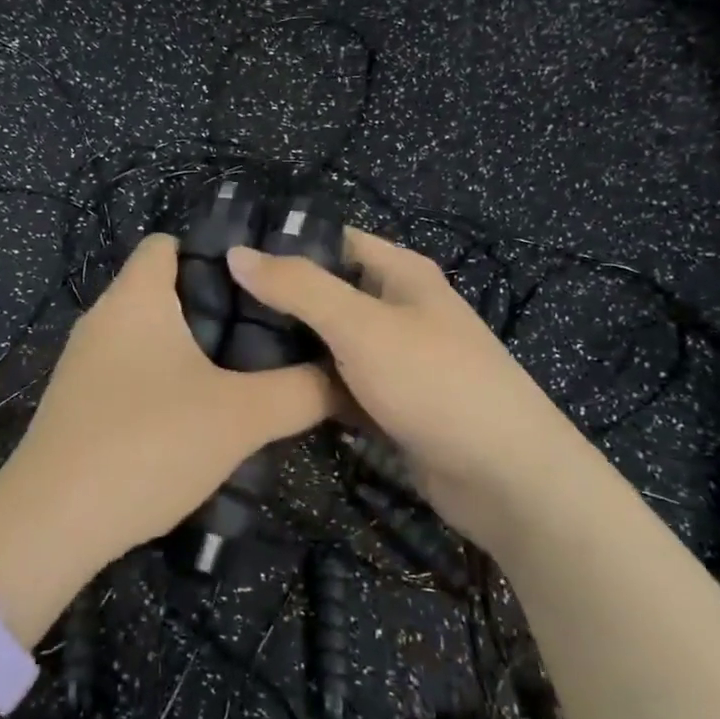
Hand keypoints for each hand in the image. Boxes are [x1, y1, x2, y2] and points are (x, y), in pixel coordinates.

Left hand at [0, 234, 338, 604]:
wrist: (52, 524)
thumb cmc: (148, 443)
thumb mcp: (240, 418)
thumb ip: (301, 392)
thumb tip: (346, 379)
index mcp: (136, 297)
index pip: (169, 242)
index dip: (216, 252)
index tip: (264, 282)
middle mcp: (104, 318)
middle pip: (164, 290)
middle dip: (217, 306)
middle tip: (270, 331)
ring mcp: (85, 363)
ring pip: (150, 335)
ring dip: (193, 348)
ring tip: (246, 372)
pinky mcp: (79, 403)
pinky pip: (132, 371)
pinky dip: (166, 380)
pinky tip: (198, 416)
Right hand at [226, 229, 584, 554]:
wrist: (507, 478)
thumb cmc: (435, 382)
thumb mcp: (361, 326)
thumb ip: (299, 287)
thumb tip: (237, 252)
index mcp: (400, 273)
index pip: (332, 241)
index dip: (283, 245)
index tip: (223, 258)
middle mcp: (399, 309)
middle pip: (328, 293)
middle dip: (278, 301)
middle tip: (212, 310)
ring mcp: (397, 360)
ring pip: (331, 344)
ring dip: (290, 348)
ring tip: (222, 350)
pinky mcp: (392, 404)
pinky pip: (341, 386)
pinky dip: (311, 388)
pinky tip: (264, 393)